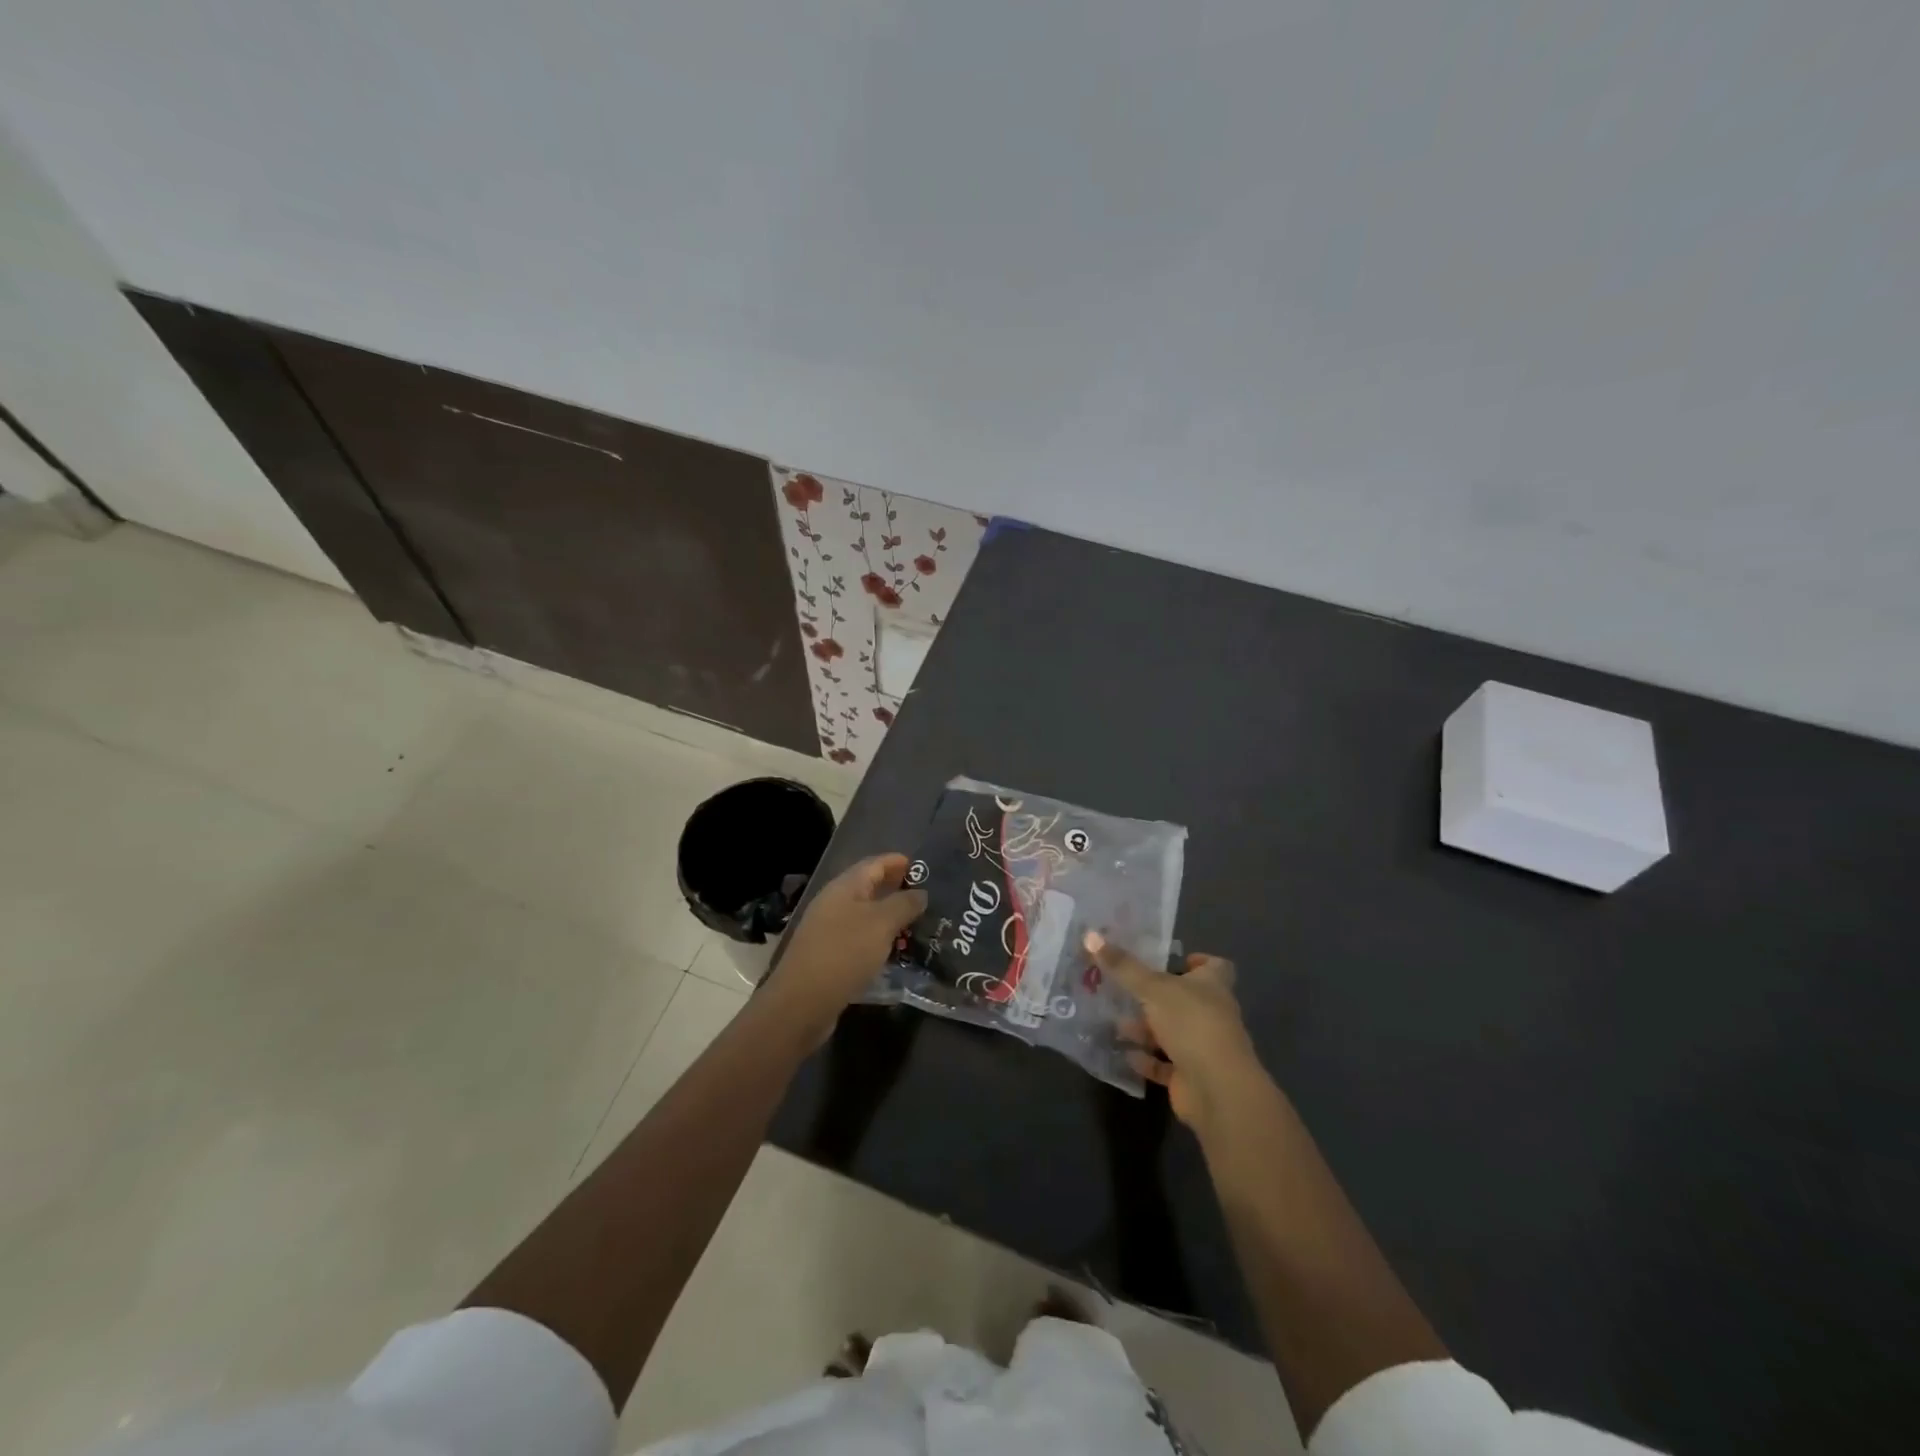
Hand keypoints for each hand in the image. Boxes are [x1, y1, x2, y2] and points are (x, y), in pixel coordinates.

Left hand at [768, 854, 926, 1039]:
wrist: (802, 1002)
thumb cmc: (844, 953)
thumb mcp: (881, 924)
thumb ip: (904, 904)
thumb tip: (921, 893)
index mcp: (843, 888)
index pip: (872, 864)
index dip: (894, 861)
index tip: (917, 865)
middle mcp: (832, 904)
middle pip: (866, 888)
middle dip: (892, 887)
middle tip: (921, 894)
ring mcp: (827, 931)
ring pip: (862, 915)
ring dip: (886, 915)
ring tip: (913, 922)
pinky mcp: (827, 956)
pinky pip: (858, 938)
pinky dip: (876, 938)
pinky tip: (892, 950)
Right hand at [1085, 932, 1264, 1130]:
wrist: (1216, 1089)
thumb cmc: (1191, 1024)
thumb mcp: (1152, 988)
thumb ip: (1122, 966)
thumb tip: (1090, 935)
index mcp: (1212, 986)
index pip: (1215, 967)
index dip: (1198, 962)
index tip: (1175, 959)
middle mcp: (1211, 1014)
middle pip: (1186, 1000)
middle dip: (1156, 996)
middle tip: (1125, 988)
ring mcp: (1202, 1047)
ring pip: (1172, 1032)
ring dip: (1146, 1029)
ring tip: (1115, 1022)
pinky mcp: (1190, 1076)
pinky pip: (1164, 1064)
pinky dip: (1146, 1059)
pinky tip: (1124, 1053)